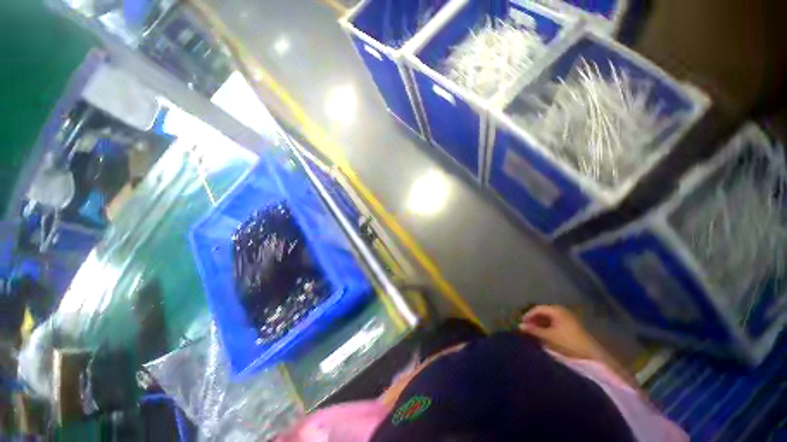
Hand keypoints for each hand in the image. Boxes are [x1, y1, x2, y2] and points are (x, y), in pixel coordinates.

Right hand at [518, 305, 602, 360]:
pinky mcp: (571, 325)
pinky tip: (544, 334)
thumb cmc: (568, 342)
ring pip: (548, 317)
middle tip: (527, 328)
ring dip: (540, 323)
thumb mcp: (549, 336)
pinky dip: (547, 326)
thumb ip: (533, 330)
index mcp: (556, 310)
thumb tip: (519, 326)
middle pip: (543, 312)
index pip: (537, 309)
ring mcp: (567, 317)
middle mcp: (561, 310)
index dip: (528, 315)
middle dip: (534, 319)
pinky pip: (554, 322)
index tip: (521, 324)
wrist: (592, 354)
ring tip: (534, 332)